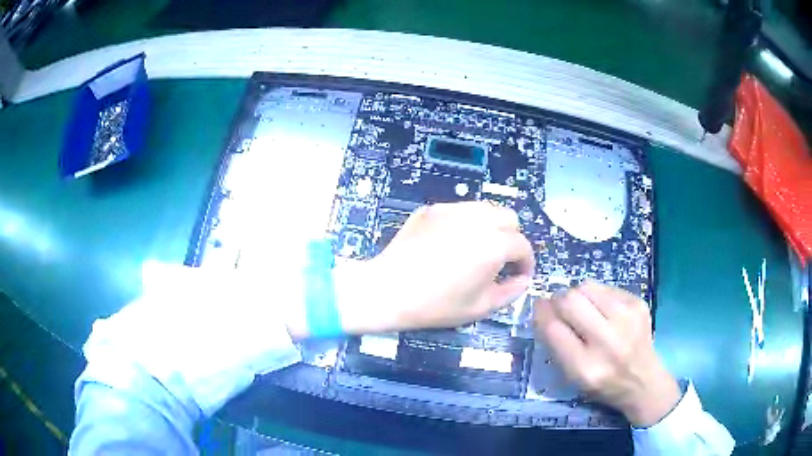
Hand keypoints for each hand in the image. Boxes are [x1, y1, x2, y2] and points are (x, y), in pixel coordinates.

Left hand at [334, 202, 534, 333]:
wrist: (387, 290)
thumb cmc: (436, 305)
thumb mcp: (479, 307)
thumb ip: (510, 292)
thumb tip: (522, 279)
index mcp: (492, 245)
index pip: (522, 245)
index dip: (526, 262)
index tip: (519, 275)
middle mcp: (476, 220)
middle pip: (509, 218)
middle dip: (511, 238)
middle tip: (500, 260)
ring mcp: (452, 210)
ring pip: (486, 208)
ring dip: (491, 227)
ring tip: (478, 249)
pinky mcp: (432, 209)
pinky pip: (460, 210)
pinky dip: (466, 223)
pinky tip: (451, 243)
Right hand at [534, 281, 680, 426]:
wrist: (643, 381)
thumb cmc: (603, 384)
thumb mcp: (573, 377)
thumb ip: (556, 344)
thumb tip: (543, 307)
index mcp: (585, 367)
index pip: (553, 328)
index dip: (541, 313)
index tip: (538, 307)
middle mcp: (607, 340)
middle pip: (570, 300)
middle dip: (558, 300)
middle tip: (559, 307)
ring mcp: (627, 318)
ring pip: (586, 286)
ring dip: (577, 295)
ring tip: (583, 309)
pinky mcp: (638, 304)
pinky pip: (605, 287)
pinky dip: (597, 296)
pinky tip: (604, 311)